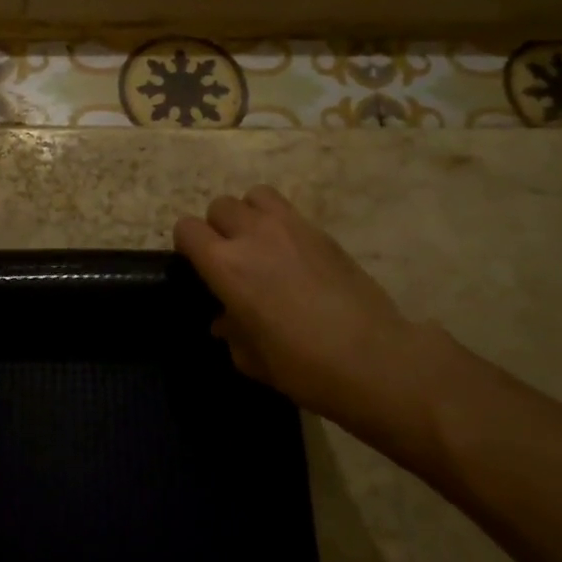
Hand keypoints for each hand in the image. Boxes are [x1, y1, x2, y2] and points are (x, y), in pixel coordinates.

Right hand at [174, 185, 457, 462]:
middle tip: (230, 258)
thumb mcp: (252, 359)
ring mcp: (290, 227)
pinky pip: (287, 210)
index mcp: (226, 265)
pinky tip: (292, 254)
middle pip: (220, 206)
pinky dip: (280, 223)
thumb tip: (224, 320)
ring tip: (260, 244)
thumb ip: (231, 332)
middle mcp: (252, 235)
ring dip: (249, 215)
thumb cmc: (303, 366)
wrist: (374, 358)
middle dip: (217, 228)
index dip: (187, 246)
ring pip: (254, 196)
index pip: (187, 228)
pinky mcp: (321, 231)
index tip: (198, 267)